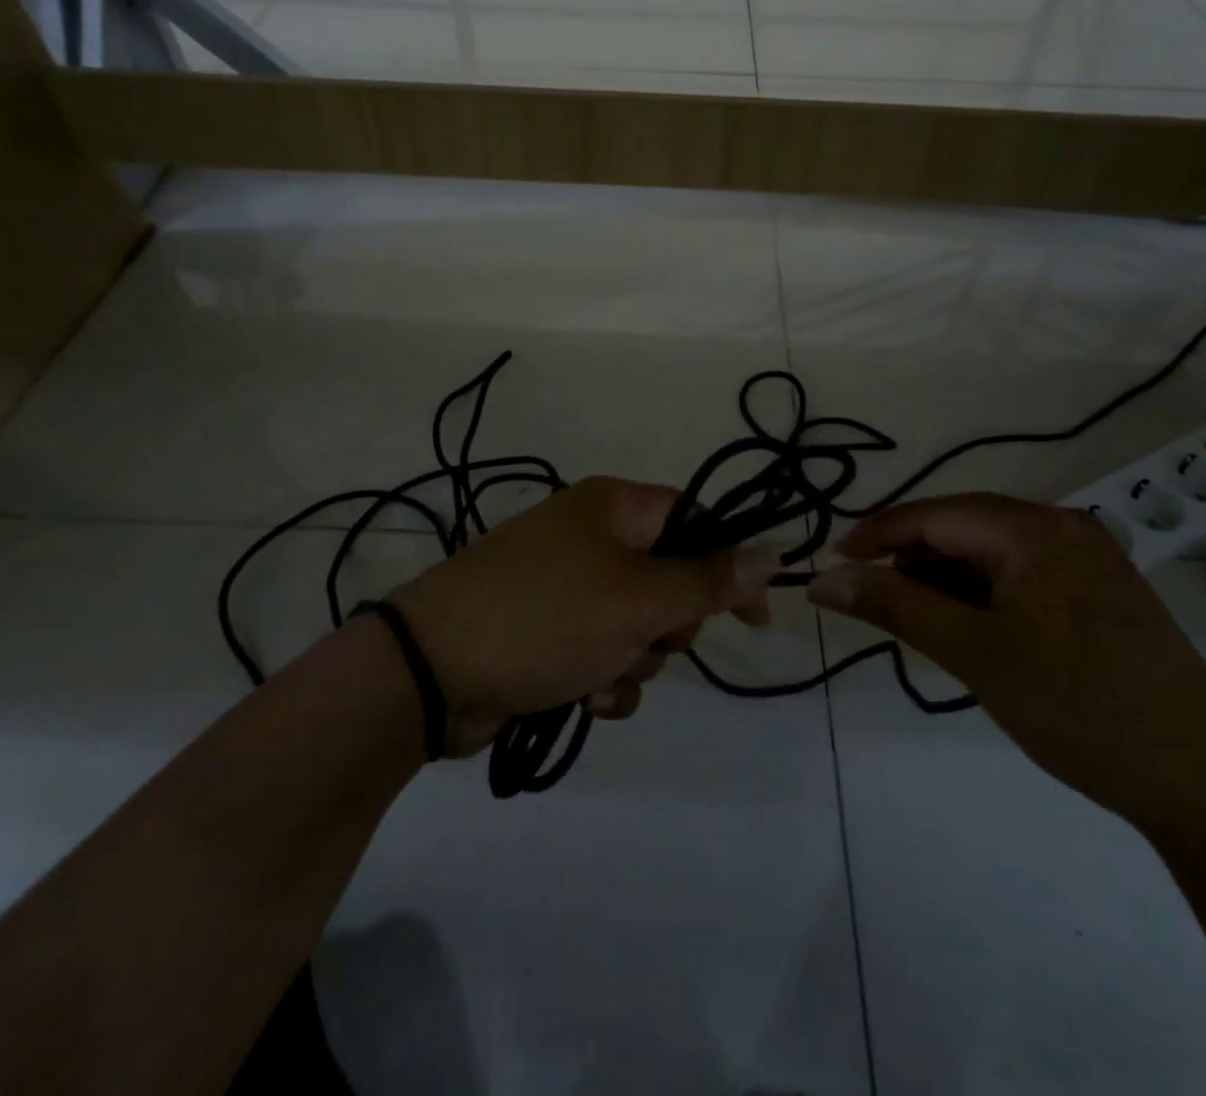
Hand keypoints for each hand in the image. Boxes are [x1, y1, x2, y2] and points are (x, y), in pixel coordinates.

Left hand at [390, 477, 780, 754]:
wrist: (432, 672)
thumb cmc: (547, 617)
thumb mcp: (639, 599)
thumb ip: (709, 580)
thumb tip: (773, 550)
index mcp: (614, 508)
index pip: (697, 522)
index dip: (730, 566)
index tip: (757, 617)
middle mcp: (591, 538)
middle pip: (670, 579)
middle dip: (670, 624)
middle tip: (649, 637)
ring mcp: (567, 586)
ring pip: (640, 626)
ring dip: (637, 661)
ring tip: (604, 673)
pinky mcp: (548, 632)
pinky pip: (604, 653)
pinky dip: (605, 679)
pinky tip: (585, 698)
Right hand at [808, 492, 1205, 835]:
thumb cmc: (1079, 707)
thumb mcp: (973, 652)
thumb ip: (893, 605)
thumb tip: (822, 579)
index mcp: (1035, 529)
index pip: (934, 514)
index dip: (876, 534)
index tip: (832, 564)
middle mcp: (1064, 530)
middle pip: (962, 530)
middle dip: (912, 562)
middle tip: (874, 603)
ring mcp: (1089, 562)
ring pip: (991, 556)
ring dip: (947, 583)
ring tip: (922, 627)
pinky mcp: (1101, 596)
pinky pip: (1021, 579)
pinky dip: (983, 599)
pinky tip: (972, 635)